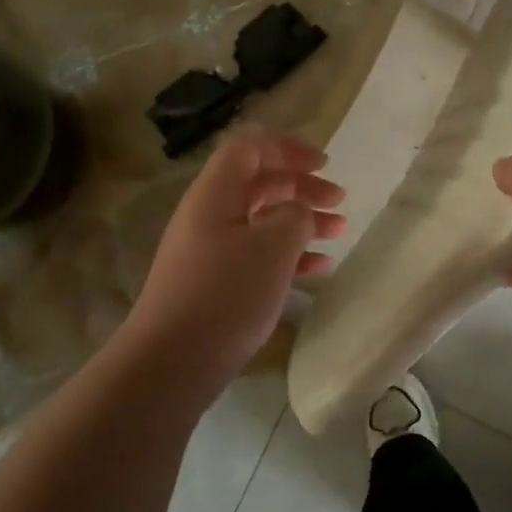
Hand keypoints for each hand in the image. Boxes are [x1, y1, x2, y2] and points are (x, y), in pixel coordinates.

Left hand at [127, 131, 345, 385]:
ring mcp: (209, 251)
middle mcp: (209, 215)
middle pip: (259, 184)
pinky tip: (318, 270)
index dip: (288, 149)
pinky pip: (256, 255)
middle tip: (340, 202)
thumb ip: (295, 216)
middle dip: (302, 187)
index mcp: (216, 193)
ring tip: (339, 233)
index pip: (250, 148)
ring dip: (301, 222)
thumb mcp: (273, 247)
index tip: (325, 165)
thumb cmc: (226, 294)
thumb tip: (296, 213)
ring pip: (262, 221)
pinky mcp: (214, 284)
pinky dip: (288, 256)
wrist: (171, 362)